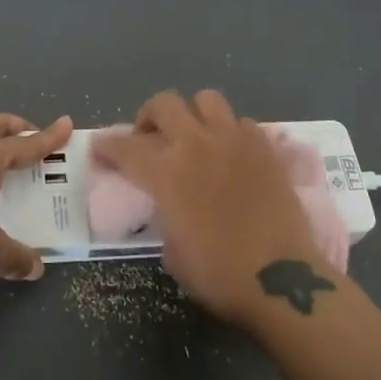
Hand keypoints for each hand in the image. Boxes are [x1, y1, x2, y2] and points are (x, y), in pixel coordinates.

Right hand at [93, 90, 330, 326]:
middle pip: (164, 104)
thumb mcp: (172, 251)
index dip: (107, 146)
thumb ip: (165, 214)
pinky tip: (232, 155)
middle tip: (150, 137)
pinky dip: (232, 133)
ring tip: (196, 135)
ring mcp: (234, 141)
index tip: (98, 148)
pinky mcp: (266, 148)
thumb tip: (170, 204)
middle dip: (149, 117)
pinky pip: (243, 123)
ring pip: (207, 99)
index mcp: (166, 173)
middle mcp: (196, 144)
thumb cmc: (219, 275)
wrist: (282, 280)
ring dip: (194, 114)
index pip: (125, 148)